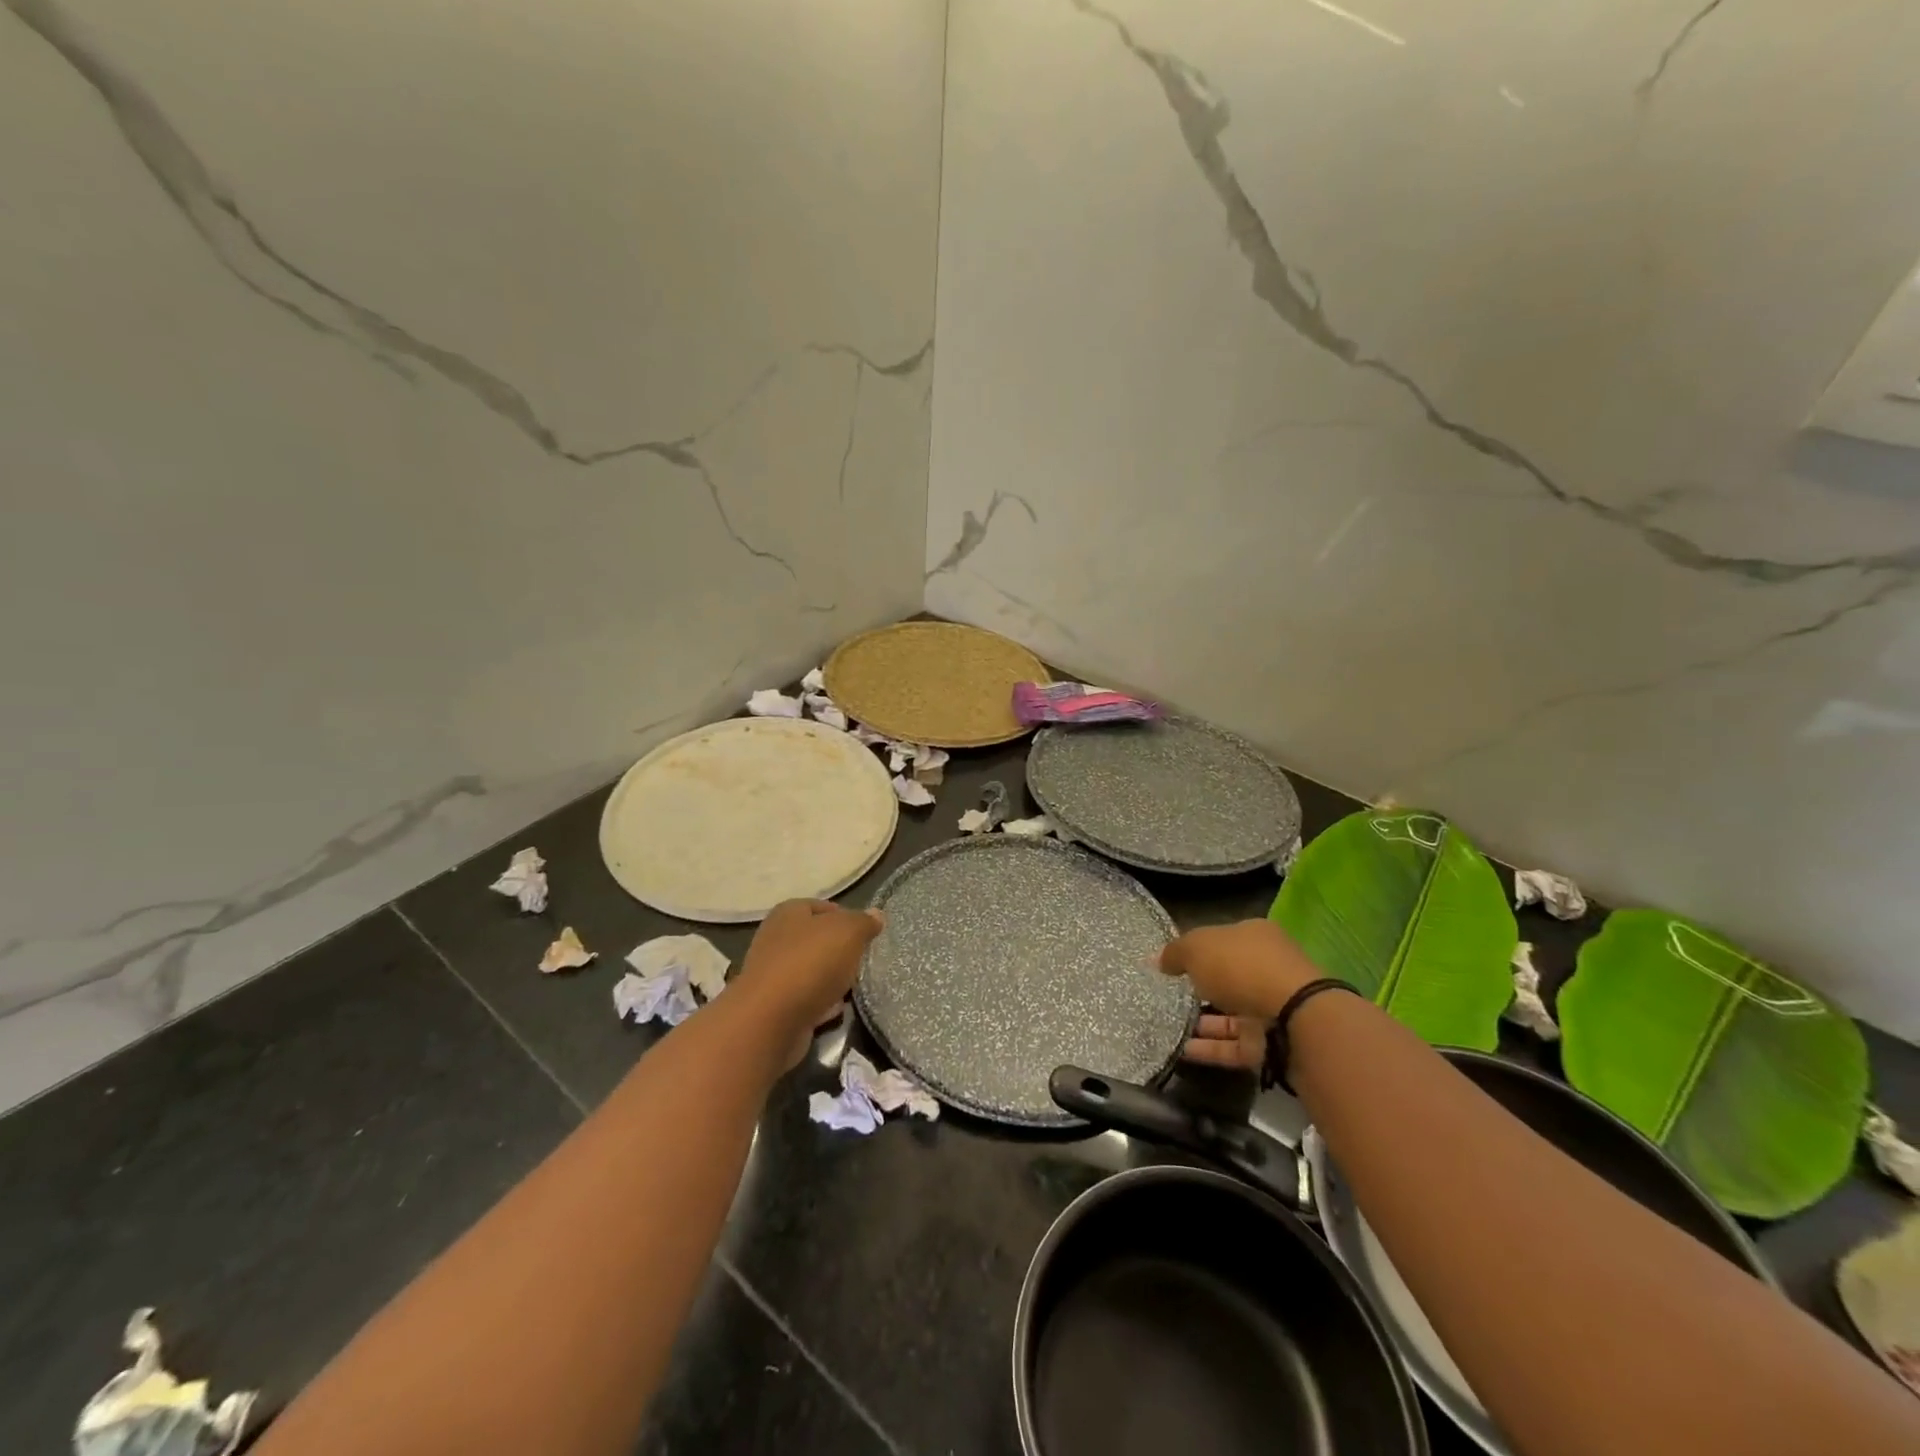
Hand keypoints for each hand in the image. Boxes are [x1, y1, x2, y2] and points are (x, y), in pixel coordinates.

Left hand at [734, 900, 883, 1063]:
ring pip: (811, 971)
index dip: (845, 917)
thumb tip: (876, 914)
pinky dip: (821, 1004)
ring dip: (831, 979)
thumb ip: (864, 922)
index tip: (866, 933)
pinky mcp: (774, 1007)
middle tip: (863, 960)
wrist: (770, 1022)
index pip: (821, 906)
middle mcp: (775, 939)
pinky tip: (837, 1011)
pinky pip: (805, 1000)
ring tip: (854, 987)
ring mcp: (772, 975)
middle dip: (840, 950)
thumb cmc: (810, 963)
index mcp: (788, 913)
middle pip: (816, 940)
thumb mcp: (848, 932)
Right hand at [1160, 920, 1325, 1069]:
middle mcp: (1266, 969)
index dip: (1197, 950)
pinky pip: (1234, 1045)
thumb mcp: (1197, 948)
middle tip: (1170, 996)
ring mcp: (1272, 1007)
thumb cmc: (1241, 967)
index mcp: (1254, 936)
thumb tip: (1157, 960)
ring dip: (1203, 1022)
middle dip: (1201, 988)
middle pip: (1229, 977)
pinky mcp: (1272, 1042)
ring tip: (1169, 1026)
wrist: (1293, 1016)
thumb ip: (1175, 953)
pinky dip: (1210, 1048)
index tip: (1173, 964)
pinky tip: (1182, 1050)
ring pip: (1231, 1014)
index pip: (1222, 940)